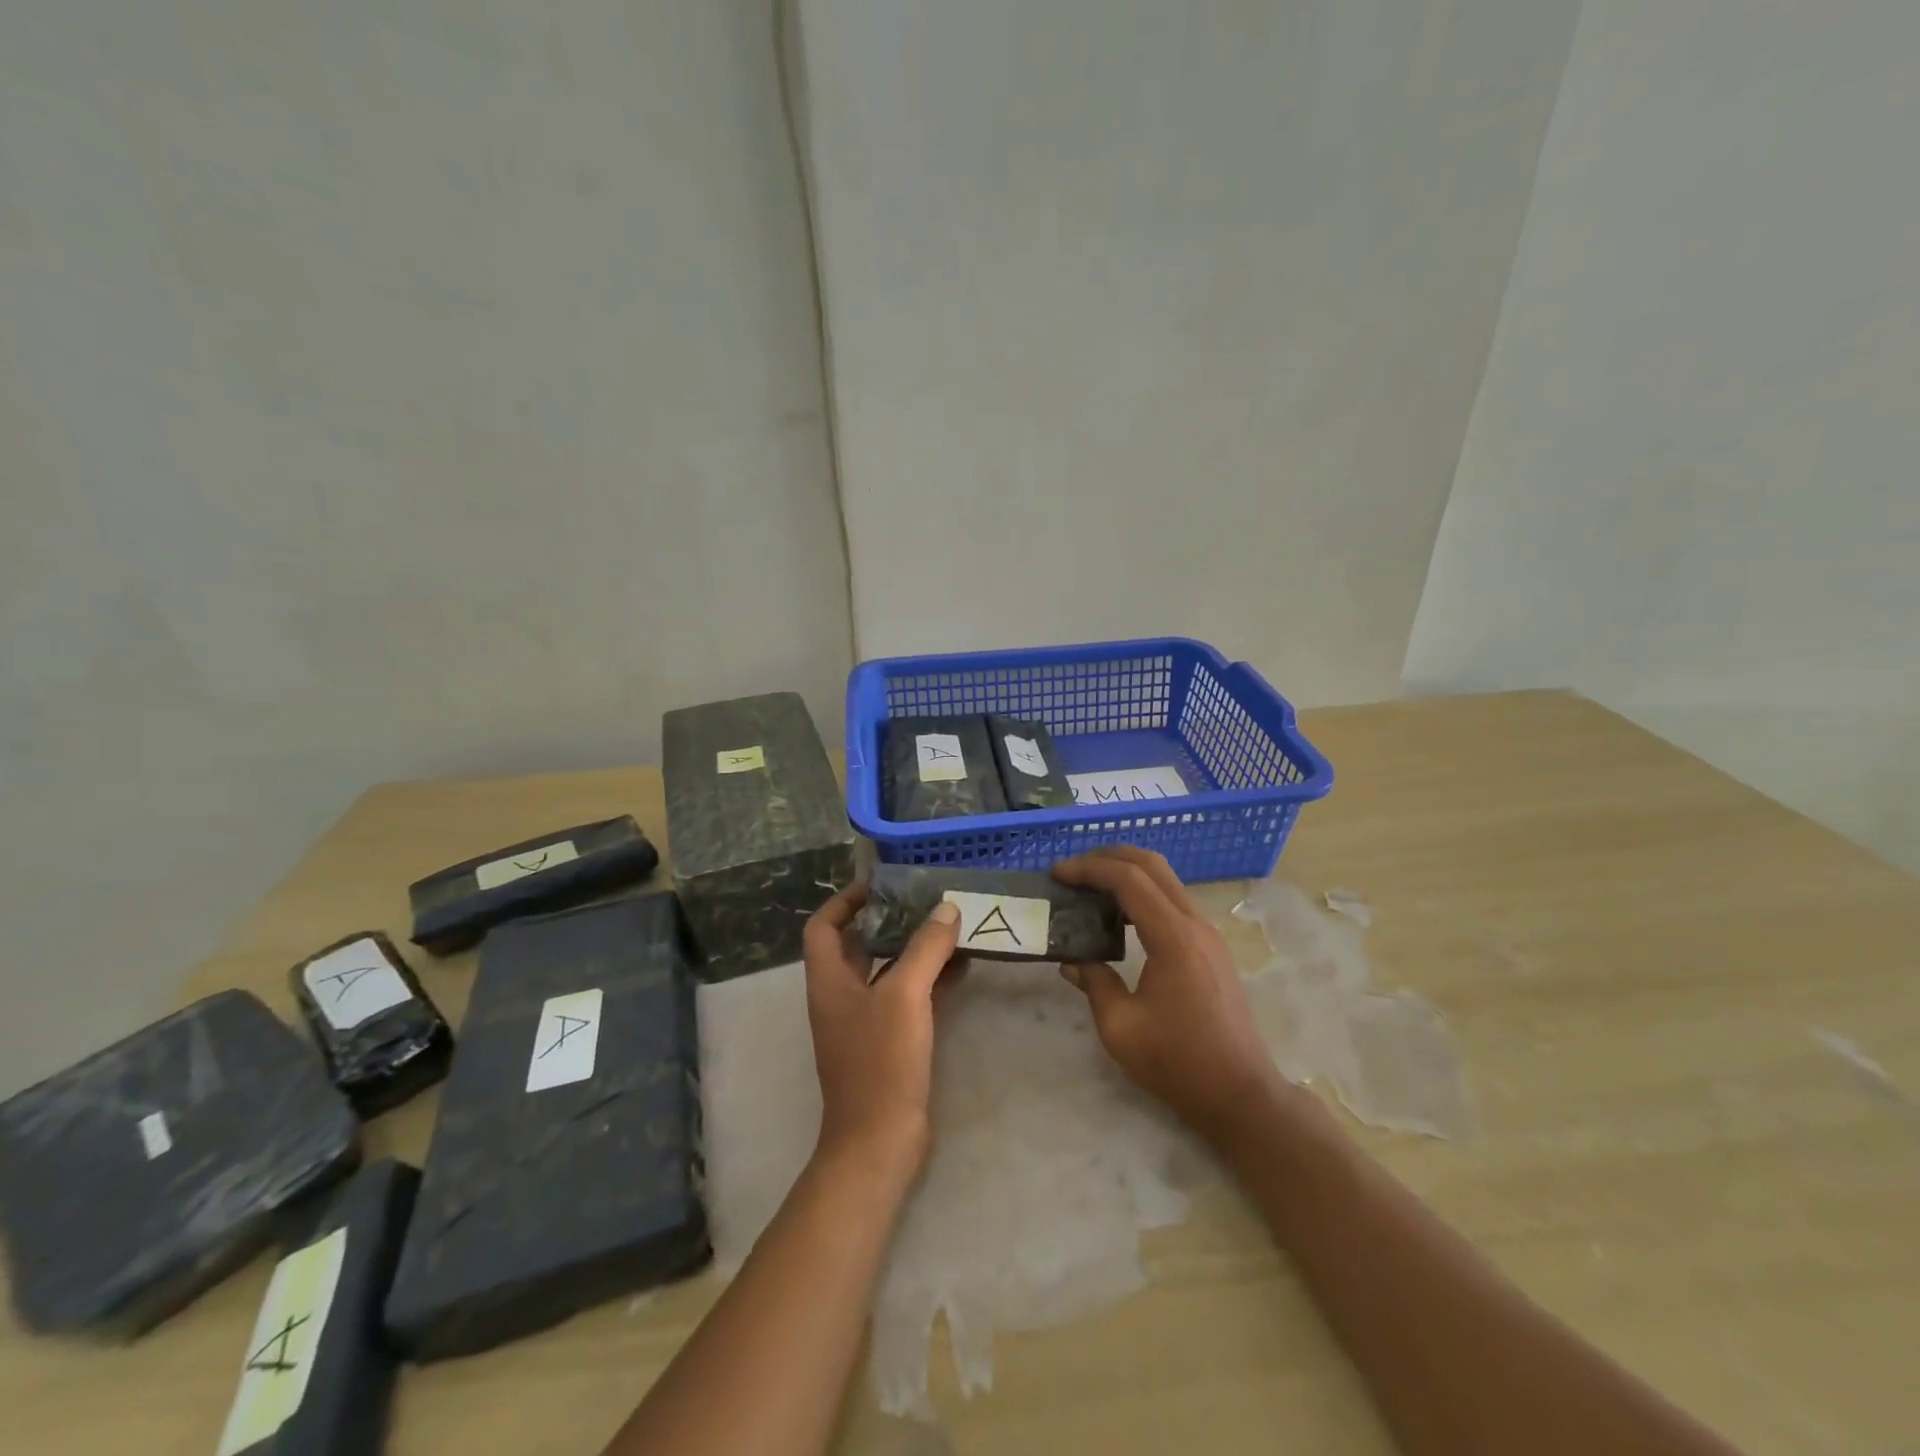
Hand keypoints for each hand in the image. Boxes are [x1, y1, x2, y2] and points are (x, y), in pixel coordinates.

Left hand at [802, 884, 962, 1180]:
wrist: (880, 1140)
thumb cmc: (881, 1061)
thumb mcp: (904, 995)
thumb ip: (925, 948)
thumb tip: (946, 908)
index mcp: (830, 980)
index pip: (823, 927)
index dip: (845, 901)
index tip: (879, 884)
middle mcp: (842, 996)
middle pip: (859, 945)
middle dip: (889, 921)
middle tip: (925, 900)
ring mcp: (865, 1022)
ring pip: (888, 971)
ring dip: (915, 949)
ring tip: (950, 926)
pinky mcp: (890, 1043)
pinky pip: (909, 998)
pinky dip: (931, 980)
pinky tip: (962, 967)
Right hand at [1054, 846, 1283, 1140]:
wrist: (1241, 1094)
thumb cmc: (1178, 1063)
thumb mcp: (1121, 1028)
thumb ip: (1093, 983)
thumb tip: (1072, 959)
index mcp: (1173, 938)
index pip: (1128, 879)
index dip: (1089, 868)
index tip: (1057, 873)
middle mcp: (1195, 924)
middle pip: (1152, 865)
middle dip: (1108, 856)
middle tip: (1072, 869)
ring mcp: (1208, 934)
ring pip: (1166, 879)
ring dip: (1127, 872)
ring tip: (1090, 887)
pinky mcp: (1211, 948)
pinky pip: (1173, 901)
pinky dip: (1143, 892)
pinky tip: (1119, 915)